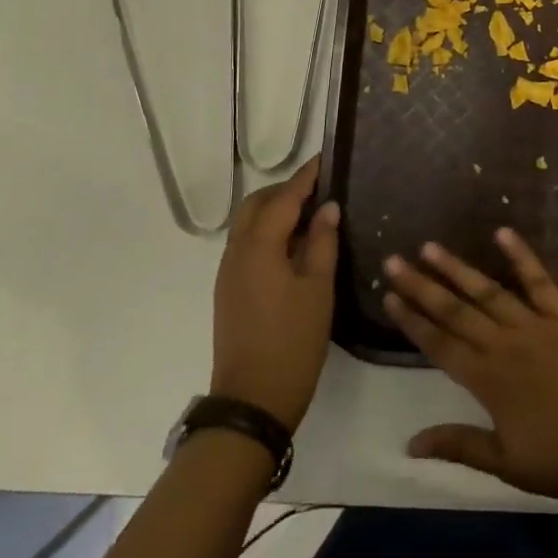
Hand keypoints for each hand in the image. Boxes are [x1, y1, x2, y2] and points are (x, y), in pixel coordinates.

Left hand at [210, 159, 337, 430]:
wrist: (252, 399)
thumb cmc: (292, 341)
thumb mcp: (318, 288)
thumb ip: (322, 242)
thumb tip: (327, 208)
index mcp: (259, 246)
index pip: (284, 197)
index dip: (307, 177)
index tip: (328, 158)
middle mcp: (237, 251)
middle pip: (257, 205)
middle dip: (286, 190)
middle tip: (321, 189)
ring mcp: (229, 272)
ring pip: (249, 224)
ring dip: (276, 211)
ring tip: (313, 214)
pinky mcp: (230, 289)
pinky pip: (248, 245)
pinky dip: (269, 233)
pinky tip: (295, 245)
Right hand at [383, 229, 557, 506]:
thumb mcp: (510, 464)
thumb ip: (460, 445)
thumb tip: (410, 443)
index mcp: (489, 381)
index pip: (440, 345)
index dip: (412, 321)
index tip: (388, 296)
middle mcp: (505, 345)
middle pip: (456, 311)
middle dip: (422, 286)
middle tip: (394, 260)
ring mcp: (537, 325)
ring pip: (489, 292)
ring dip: (458, 268)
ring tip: (431, 247)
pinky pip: (539, 281)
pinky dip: (521, 256)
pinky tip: (502, 232)